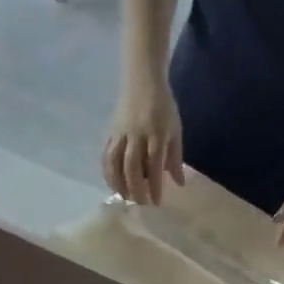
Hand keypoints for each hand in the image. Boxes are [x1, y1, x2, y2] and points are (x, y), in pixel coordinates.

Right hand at [102, 73, 186, 204]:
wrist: (142, 81)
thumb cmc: (163, 107)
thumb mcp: (175, 129)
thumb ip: (175, 157)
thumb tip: (178, 183)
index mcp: (156, 133)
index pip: (155, 164)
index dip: (155, 186)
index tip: (156, 203)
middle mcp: (136, 135)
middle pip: (132, 167)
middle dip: (135, 188)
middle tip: (140, 203)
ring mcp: (120, 134)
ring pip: (115, 164)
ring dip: (119, 184)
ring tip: (125, 197)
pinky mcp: (110, 133)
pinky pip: (106, 157)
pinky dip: (108, 173)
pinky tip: (113, 184)